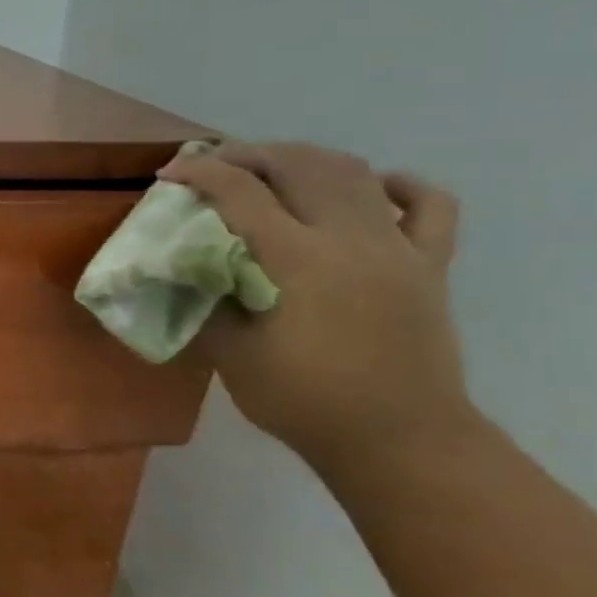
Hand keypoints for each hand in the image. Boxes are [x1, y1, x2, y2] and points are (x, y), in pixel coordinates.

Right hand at [159, 142, 474, 470]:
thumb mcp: (230, 352)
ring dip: (305, 160)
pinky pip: (429, 206)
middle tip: (212, 165)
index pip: (241, 193)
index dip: (199, 174)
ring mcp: (398, 250)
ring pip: (356, 173)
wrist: (400, 442)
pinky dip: (398, 185)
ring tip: (271, 169)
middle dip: (248, 154)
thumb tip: (188, 269)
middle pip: (300, 166)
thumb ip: (207, 300)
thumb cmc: (304, 401)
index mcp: (299, 260)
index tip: (167, 176)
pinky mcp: (429, 266)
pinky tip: (372, 186)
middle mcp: (352, 240)